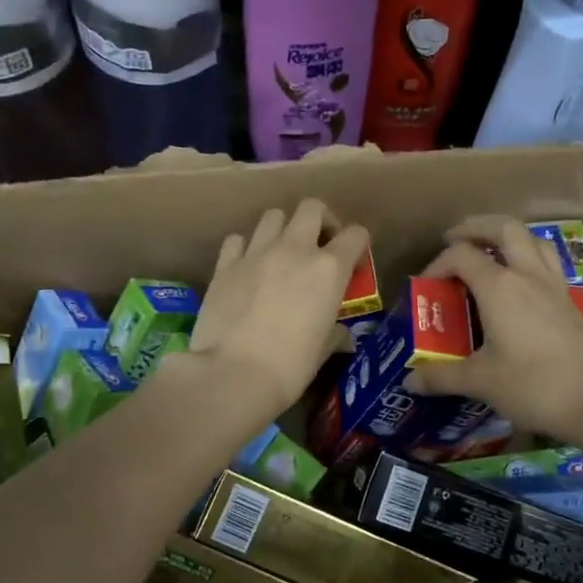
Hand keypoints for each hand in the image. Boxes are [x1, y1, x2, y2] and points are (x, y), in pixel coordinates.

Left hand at [171, 198, 368, 424]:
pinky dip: (245, 248)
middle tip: (319, 248)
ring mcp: (255, 253)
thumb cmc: (289, 368)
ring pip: (273, 216)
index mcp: (328, 269)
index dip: (359, 246)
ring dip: (282, 230)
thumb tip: (341, 335)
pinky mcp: (224, 265)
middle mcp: (294, 249)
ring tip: (281, 255)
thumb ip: (334, 333)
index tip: (354, 266)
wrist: (232, 375)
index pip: (356, 234)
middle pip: (312, 208)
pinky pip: (237, 240)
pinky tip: (246, 268)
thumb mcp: (322, 351)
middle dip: (321, 221)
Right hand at [405, 215, 582, 444]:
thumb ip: (442, 377)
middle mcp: (527, 276)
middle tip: (455, 239)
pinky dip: (528, 258)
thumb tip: (410, 381)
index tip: (425, 287)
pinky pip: (547, 263)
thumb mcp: (480, 381)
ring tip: (489, 251)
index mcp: (499, 287)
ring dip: (507, 237)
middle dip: (476, 227)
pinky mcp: (570, 302)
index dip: (437, 264)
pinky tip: (520, 284)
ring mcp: (554, 287)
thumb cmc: (534, 385)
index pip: (461, 255)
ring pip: (532, 240)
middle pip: (504, 228)